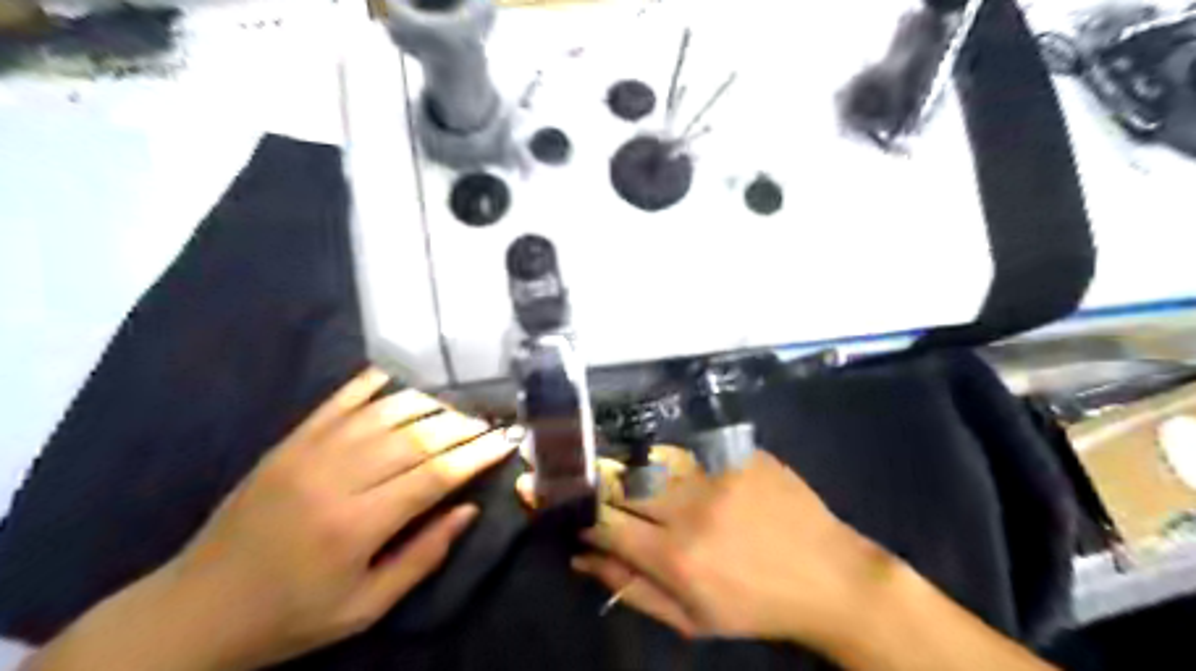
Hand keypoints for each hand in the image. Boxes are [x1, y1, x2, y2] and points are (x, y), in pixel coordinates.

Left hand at [29, 368, 516, 670]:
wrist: (194, 612)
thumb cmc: (290, 617)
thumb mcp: (364, 607)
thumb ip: (422, 557)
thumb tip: (468, 510)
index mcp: (356, 525)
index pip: (435, 475)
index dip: (476, 455)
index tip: (506, 442)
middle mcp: (335, 479)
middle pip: (415, 436)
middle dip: (461, 425)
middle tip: (491, 420)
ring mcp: (307, 454)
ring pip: (384, 412)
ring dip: (429, 403)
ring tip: (459, 404)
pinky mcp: (288, 443)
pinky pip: (338, 402)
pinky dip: (371, 384)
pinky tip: (399, 375)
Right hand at [524, 450, 895, 648]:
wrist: (829, 575)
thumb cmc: (755, 606)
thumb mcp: (690, 617)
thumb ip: (629, 586)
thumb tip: (581, 556)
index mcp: (676, 556)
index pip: (603, 521)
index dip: (574, 511)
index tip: (556, 501)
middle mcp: (690, 507)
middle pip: (620, 481)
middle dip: (590, 480)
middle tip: (573, 475)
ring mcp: (717, 472)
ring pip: (648, 458)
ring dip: (626, 467)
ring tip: (618, 471)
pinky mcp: (738, 452)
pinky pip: (686, 447)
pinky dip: (665, 457)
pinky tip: (664, 465)